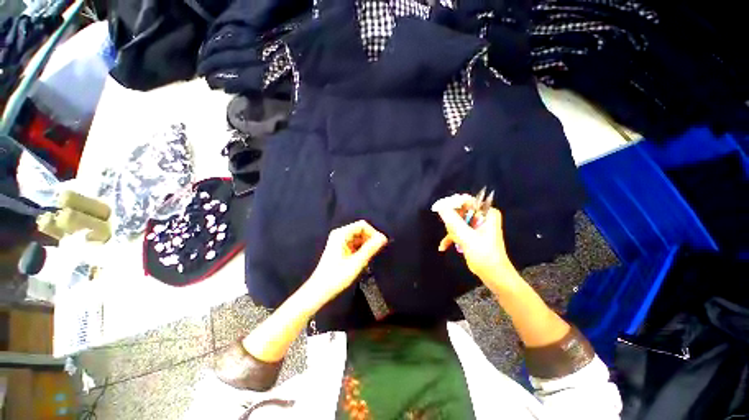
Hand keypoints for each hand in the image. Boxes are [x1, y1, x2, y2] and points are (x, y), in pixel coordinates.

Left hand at [308, 220, 387, 301]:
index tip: (382, 244)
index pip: (363, 225)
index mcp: (341, 234)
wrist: (319, 291)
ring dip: (367, 245)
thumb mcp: (356, 262)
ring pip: (359, 238)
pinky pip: (355, 244)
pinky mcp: (340, 249)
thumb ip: (371, 248)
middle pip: (361, 230)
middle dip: (371, 239)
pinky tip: (364, 260)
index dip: (374, 233)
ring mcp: (339, 241)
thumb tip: (383, 238)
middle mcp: (340, 234)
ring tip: (370, 257)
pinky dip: (362, 249)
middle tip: (377, 252)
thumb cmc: (337, 277)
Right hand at [432, 194, 516, 288]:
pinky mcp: (471, 235)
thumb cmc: (484, 254)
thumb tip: (440, 206)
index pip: (468, 201)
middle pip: (460, 212)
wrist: (493, 274)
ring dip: (451, 232)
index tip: (441, 209)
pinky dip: (451, 239)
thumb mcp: (466, 236)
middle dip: (453, 223)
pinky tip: (443, 247)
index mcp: (487, 213)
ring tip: (454, 242)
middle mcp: (482, 217)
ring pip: (457, 222)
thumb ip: (453, 220)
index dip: (454, 203)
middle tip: (452, 232)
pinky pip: (457, 232)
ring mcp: (476, 227)